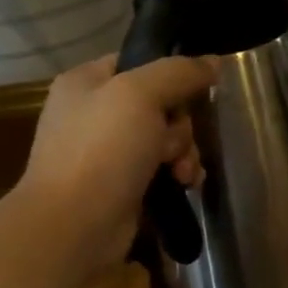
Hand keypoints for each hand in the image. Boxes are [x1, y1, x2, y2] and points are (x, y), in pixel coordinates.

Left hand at [19, 53, 217, 270]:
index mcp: (87, 82)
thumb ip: (179, 72)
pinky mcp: (121, 186)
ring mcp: (106, 153)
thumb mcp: (141, 95)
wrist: (74, 226)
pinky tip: (186, 185)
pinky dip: (177, 175)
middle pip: (160, 103)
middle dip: (180, 125)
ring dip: (183, 153)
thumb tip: (213, 61)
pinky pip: (161, 169)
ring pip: (165, 138)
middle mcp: (94, 113)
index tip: (194, 93)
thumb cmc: (103, 150)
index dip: (171, 76)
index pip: (140, 62)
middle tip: (174, 144)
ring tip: (183, 174)